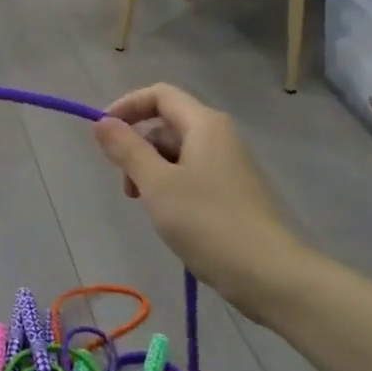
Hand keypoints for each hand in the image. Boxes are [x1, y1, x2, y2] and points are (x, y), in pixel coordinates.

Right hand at [92, 83, 318, 322]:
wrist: (270, 275)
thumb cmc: (208, 223)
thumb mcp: (156, 184)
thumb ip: (127, 150)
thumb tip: (102, 122)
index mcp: (204, 124)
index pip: (159, 95)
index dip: (127, 106)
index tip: (103, 134)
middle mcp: (219, 136)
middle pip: (166, 124)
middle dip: (137, 147)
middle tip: (127, 186)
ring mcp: (228, 164)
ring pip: (176, 152)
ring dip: (151, 171)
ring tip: (147, 206)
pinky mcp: (232, 191)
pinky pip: (191, 174)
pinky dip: (170, 186)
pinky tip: (168, 217)